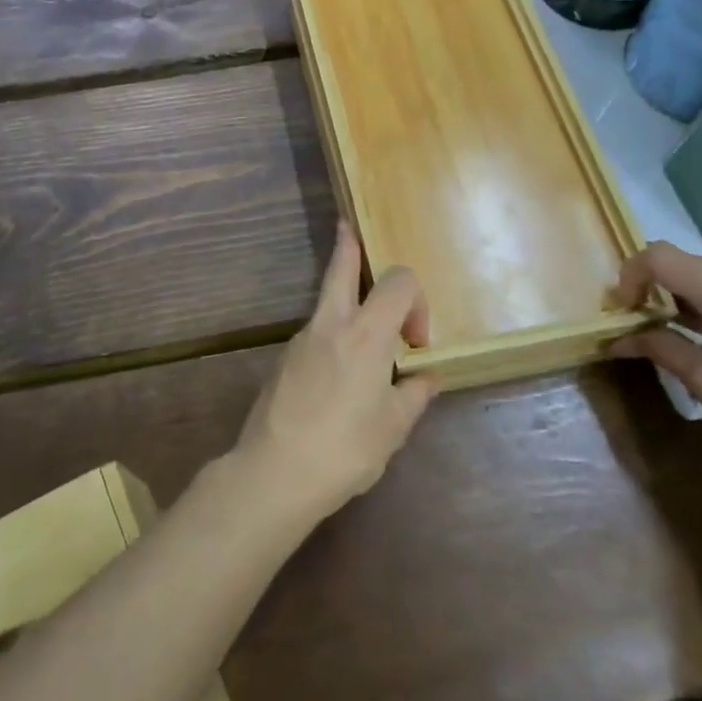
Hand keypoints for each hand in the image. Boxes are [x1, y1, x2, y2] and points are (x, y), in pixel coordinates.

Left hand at [231, 221, 437, 525]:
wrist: (274, 471)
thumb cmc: (345, 449)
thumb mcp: (393, 428)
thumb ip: (414, 395)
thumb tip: (426, 377)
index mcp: (366, 334)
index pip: (398, 282)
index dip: (417, 303)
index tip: (416, 344)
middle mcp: (331, 324)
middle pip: (340, 268)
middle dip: (348, 247)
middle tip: (348, 229)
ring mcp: (302, 339)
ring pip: (325, 299)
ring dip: (345, 297)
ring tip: (364, 327)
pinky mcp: (284, 359)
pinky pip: (316, 332)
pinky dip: (332, 334)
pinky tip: (339, 376)